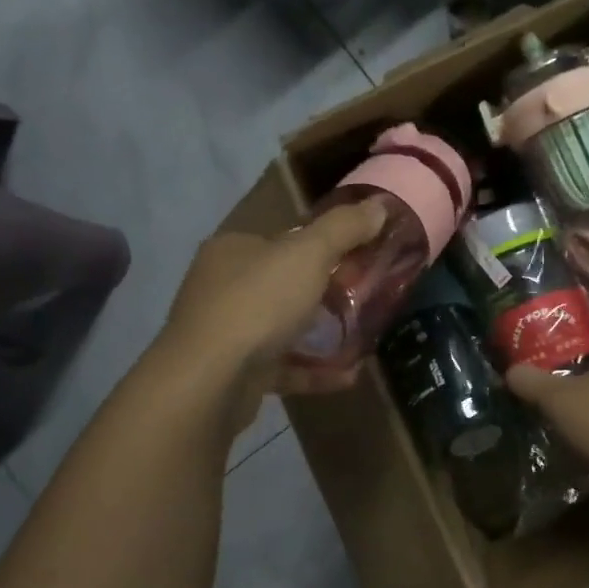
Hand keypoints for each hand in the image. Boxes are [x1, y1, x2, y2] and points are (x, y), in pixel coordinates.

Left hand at [158, 200, 388, 426]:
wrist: (209, 382)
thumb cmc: (257, 304)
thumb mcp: (308, 254)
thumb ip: (344, 228)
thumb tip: (379, 205)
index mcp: (233, 249)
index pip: (284, 239)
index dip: (324, 244)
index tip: (361, 257)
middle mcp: (222, 286)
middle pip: (284, 283)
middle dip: (326, 292)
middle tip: (366, 298)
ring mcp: (225, 332)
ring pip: (282, 327)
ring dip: (321, 333)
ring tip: (361, 337)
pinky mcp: (233, 373)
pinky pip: (282, 366)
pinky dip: (313, 370)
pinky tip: (348, 376)